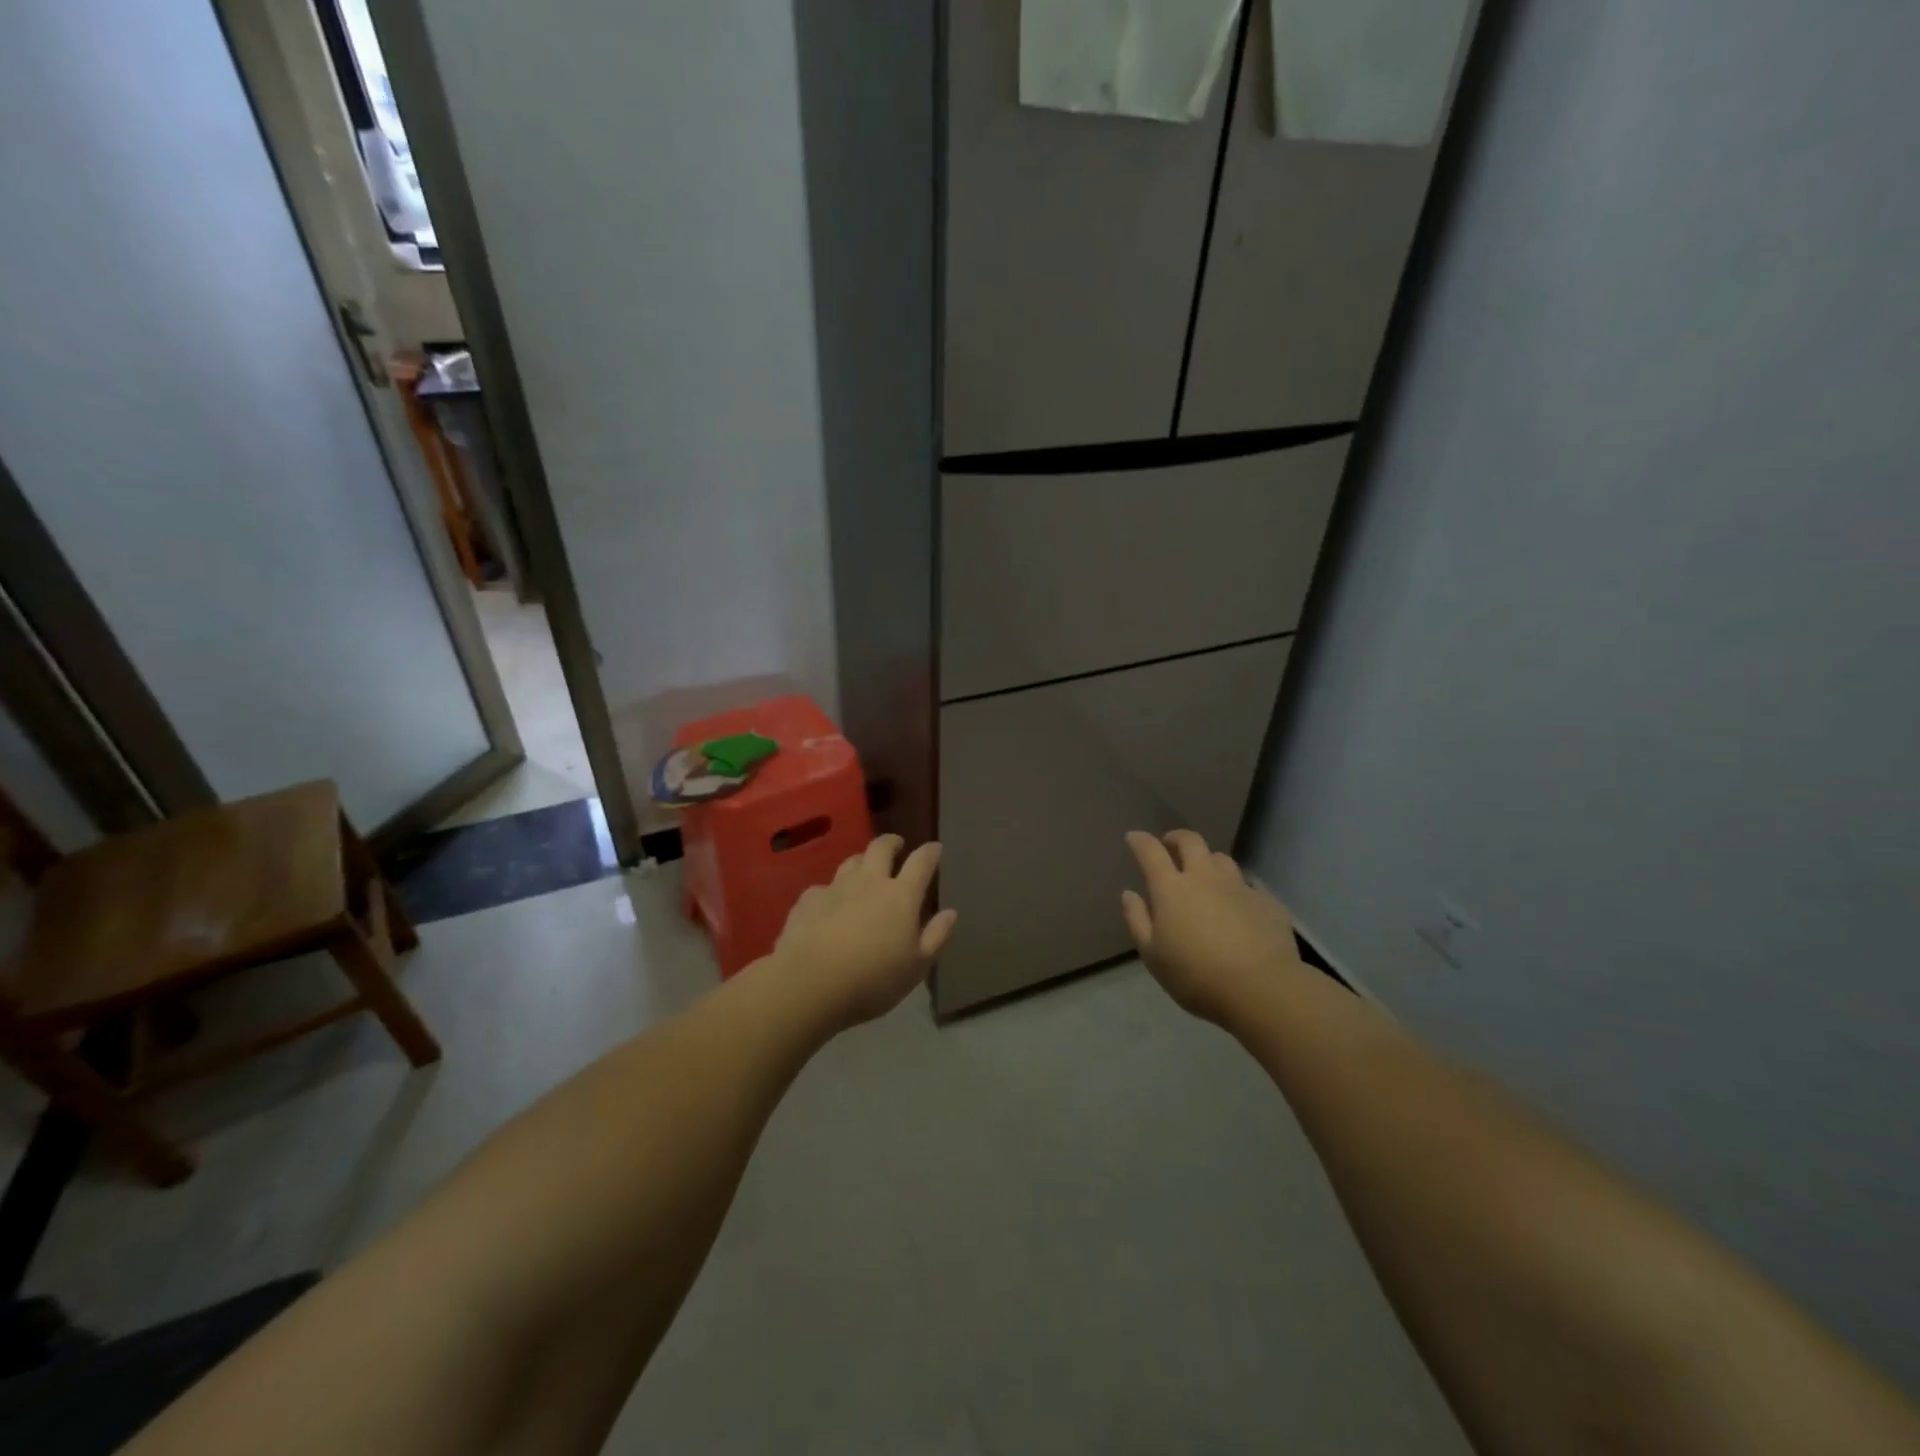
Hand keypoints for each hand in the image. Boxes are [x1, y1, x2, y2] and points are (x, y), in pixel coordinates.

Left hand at [771, 835, 957, 1030]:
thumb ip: (936, 936)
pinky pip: (823, 888)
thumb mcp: (916, 967)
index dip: (930, 852)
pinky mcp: (808, 900)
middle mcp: (869, 882)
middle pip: (881, 848)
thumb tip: (951, 912)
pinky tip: (829, 906)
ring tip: (865, 871)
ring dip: (862, 862)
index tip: (935, 848)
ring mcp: (835, 888)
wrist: (809, 984)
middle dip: (892, 843)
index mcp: (901, 896)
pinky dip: (831, 892)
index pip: (921, 862)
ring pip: (852, 862)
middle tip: (897, 846)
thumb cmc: (872, 979)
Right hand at [1121, 829, 1302, 1023]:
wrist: (1262, 990)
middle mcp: (1204, 877)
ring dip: (1208, 861)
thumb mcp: (1153, 956)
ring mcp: (1239, 886)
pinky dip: (1237, 888)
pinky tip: (1238, 904)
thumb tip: (1130, 893)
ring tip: (1205, 875)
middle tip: (1170, 846)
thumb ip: (1137, 920)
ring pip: (1221, 858)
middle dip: (1176, 838)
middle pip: (1190, 841)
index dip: (1139, 840)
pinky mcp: (1266, 901)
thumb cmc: (1197, 976)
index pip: (1150, 851)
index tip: (1133, 837)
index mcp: (1171, 889)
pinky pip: (1248, 884)